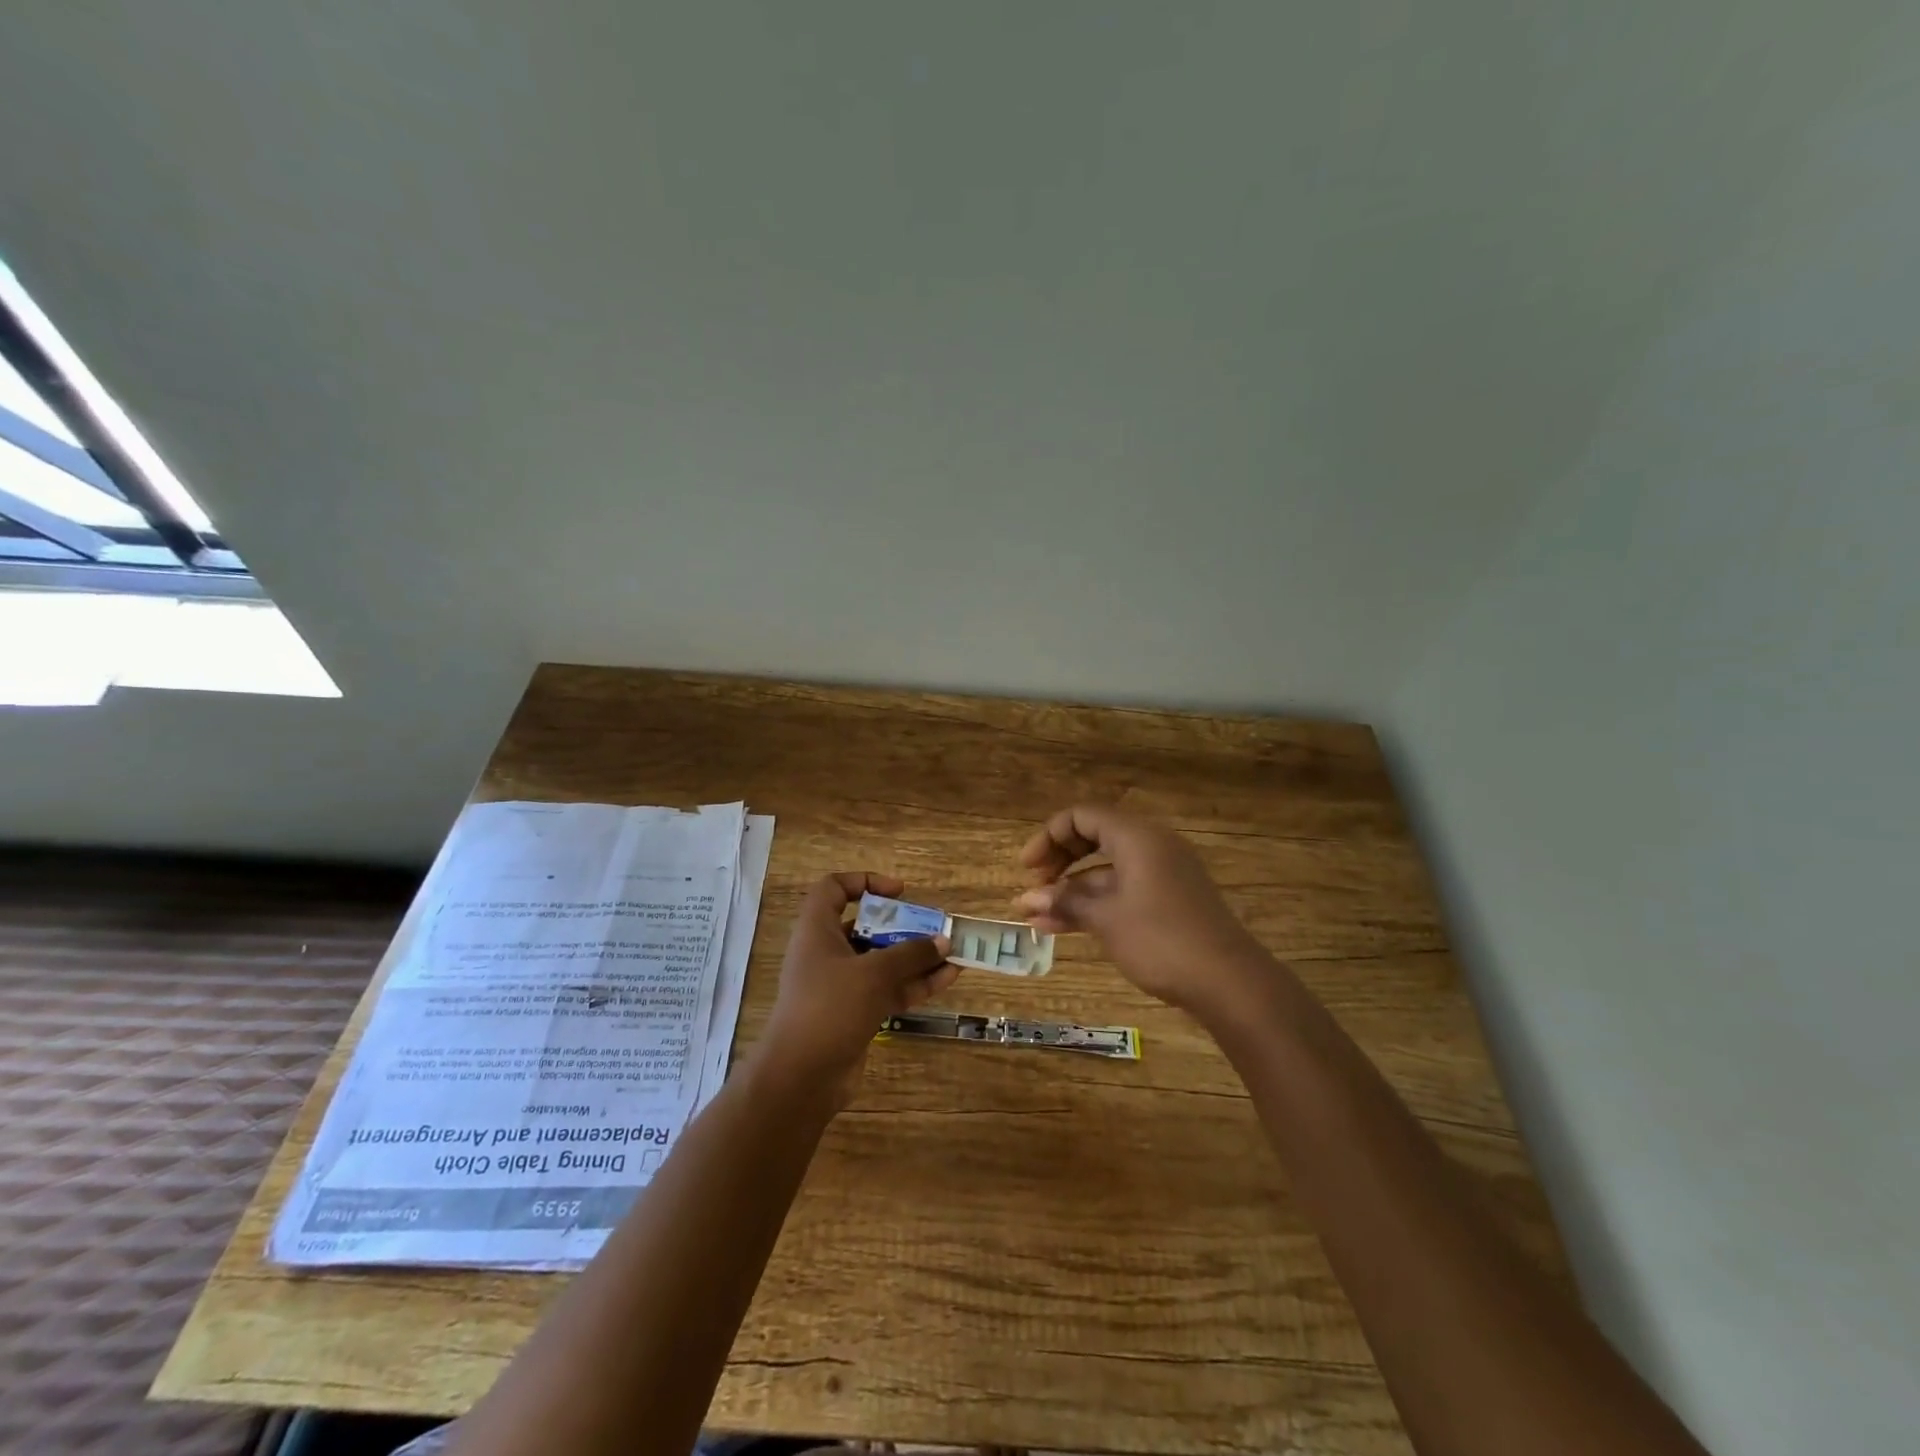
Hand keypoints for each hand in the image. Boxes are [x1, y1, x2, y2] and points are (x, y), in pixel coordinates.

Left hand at [754, 872, 956, 1103]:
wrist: (802, 1077)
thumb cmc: (830, 1008)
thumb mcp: (874, 974)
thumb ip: (910, 954)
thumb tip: (942, 941)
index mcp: (817, 930)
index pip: (834, 888)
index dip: (865, 882)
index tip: (899, 892)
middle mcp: (827, 953)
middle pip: (866, 926)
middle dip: (902, 925)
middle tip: (934, 926)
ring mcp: (841, 985)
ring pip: (882, 961)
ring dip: (916, 957)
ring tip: (952, 953)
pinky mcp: (855, 1013)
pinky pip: (888, 989)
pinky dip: (915, 983)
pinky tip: (947, 979)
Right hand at [1015, 805, 1265, 1020]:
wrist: (1228, 981)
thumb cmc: (1161, 939)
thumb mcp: (1106, 918)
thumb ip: (1065, 901)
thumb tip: (1027, 899)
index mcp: (1136, 836)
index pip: (1082, 817)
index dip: (1048, 837)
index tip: (1027, 868)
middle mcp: (1150, 845)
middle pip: (1093, 837)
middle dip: (1058, 861)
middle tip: (1033, 886)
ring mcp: (1162, 874)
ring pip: (1105, 869)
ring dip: (1071, 890)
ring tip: (1035, 917)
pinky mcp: (1168, 900)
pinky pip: (1122, 889)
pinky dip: (1094, 903)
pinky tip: (1063, 928)